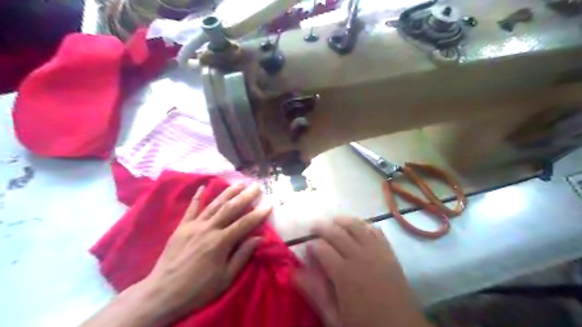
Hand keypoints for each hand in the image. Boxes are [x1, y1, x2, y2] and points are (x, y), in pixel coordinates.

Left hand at [134, 183, 270, 323]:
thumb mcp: (226, 278)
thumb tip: (259, 238)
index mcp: (221, 242)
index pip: (244, 223)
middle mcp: (208, 229)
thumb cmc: (199, 288)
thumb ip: (243, 255)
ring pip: (214, 204)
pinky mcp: (181, 227)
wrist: (163, 293)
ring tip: (239, 183)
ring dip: (228, 192)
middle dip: (245, 196)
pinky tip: (202, 186)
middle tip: (256, 186)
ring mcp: (194, 226)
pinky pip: (191, 209)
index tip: (269, 204)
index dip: (258, 213)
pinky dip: (197, 197)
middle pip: (230, 208)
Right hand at [297, 218, 428, 326]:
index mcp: (343, 273)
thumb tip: (295, 273)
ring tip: (334, 219)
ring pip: (356, 226)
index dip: (311, 244)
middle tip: (315, 226)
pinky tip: (360, 226)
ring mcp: (376, 252)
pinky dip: (366, 225)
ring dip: (343, 220)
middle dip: (323, 227)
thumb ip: (315, 293)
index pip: (321, 248)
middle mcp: (359, 256)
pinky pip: (376, 231)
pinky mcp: (389, 253)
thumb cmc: (364, 324)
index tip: (308, 246)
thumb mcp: (334, 316)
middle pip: (337, 233)